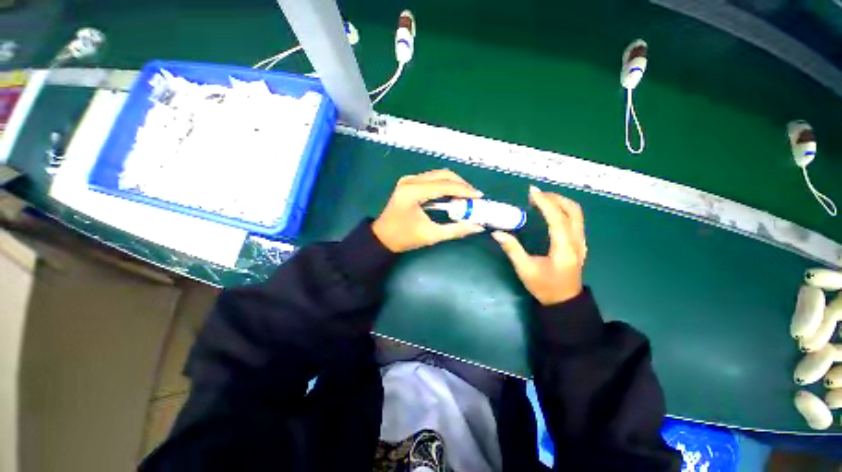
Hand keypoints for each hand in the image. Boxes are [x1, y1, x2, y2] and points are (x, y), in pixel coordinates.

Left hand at [372, 169, 484, 252]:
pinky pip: (432, 179)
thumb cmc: (404, 238)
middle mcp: (410, 181)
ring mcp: (408, 180)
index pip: (444, 185)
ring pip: (438, 174)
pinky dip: (445, 185)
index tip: (479, 196)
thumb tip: (477, 226)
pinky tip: (452, 195)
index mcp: (413, 192)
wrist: (382, 237)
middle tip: (473, 196)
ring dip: (454, 183)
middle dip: (461, 184)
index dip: (464, 190)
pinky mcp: (409, 182)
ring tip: (466, 196)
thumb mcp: (431, 235)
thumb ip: (455, 230)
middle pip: (442, 174)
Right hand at [491, 185, 586, 305]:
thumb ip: (512, 249)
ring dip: (560, 202)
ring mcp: (581, 242)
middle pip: (573, 210)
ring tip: (541, 200)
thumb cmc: (544, 287)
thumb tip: (497, 233)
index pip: (557, 218)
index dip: (545, 202)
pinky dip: (563, 210)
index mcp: (564, 248)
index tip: (532, 192)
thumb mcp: (525, 269)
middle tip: (536, 195)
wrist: (564, 302)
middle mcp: (577, 241)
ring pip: (577, 214)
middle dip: (555, 198)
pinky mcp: (579, 243)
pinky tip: (550, 211)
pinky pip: (575, 220)